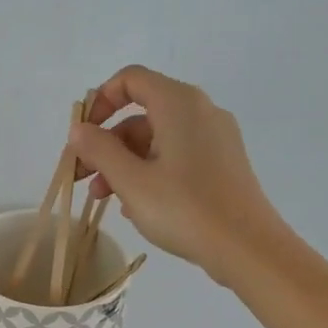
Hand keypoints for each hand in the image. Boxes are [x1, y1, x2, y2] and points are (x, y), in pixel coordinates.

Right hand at [69, 65, 279, 278]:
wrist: (248, 249)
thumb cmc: (184, 209)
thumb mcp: (130, 180)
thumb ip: (99, 149)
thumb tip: (79, 129)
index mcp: (179, 104)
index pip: (130, 79)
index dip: (100, 101)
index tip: (82, 135)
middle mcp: (200, 111)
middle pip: (141, 113)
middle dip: (106, 142)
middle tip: (81, 176)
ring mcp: (215, 137)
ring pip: (156, 138)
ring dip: (123, 162)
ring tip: (103, 198)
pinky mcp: (222, 163)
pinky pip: (175, 155)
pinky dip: (149, 171)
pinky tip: (134, 204)